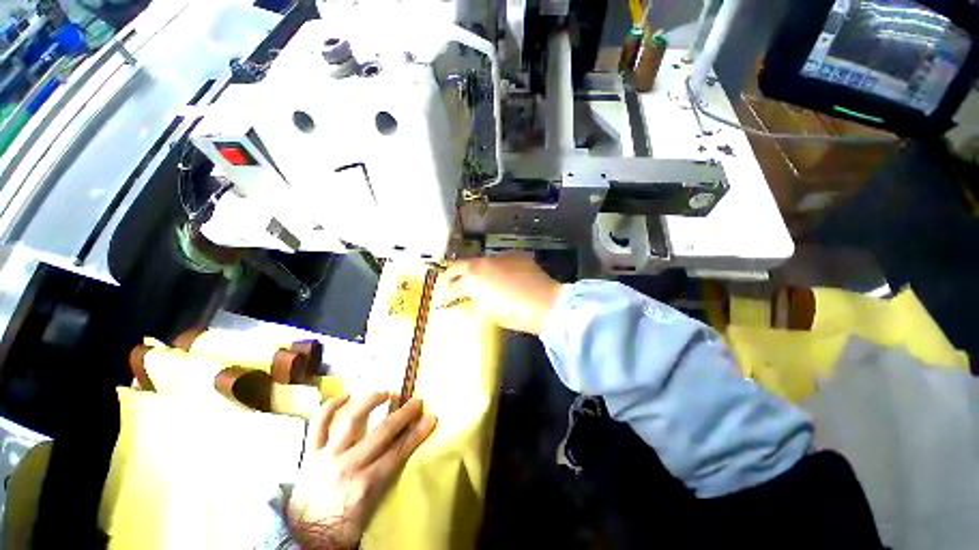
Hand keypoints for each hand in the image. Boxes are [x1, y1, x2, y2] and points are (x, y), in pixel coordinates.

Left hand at [287, 393, 436, 548]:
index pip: (399, 451)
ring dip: (370, 401)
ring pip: (350, 419)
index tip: (430, 418)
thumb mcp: (371, 512)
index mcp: (366, 484)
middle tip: (416, 401)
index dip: (417, 433)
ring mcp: (326, 457)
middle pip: (382, 432)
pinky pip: (317, 425)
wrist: (301, 542)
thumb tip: (403, 455)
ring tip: (384, 393)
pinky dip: (329, 407)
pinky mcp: (309, 455)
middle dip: (403, 414)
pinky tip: (343, 396)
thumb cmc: (340, 531)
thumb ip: (386, 482)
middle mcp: (347, 465)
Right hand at [442, 254, 561, 334]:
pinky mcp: (514, 256)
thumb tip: (468, 302)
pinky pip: (498, 261)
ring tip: (477, 283)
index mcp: (472, 278)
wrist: (545, 303)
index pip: (451, 286)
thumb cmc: (513, 313)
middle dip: (450, 276)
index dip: (445, 296)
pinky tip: (500, 278)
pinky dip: (494, 269)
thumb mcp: (487, 313)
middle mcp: (482, 262)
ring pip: (479, 262)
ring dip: (473, 272)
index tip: (445, 302)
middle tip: (449, 285)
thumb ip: (473, 304)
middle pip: (458, 265)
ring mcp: (499, 257)